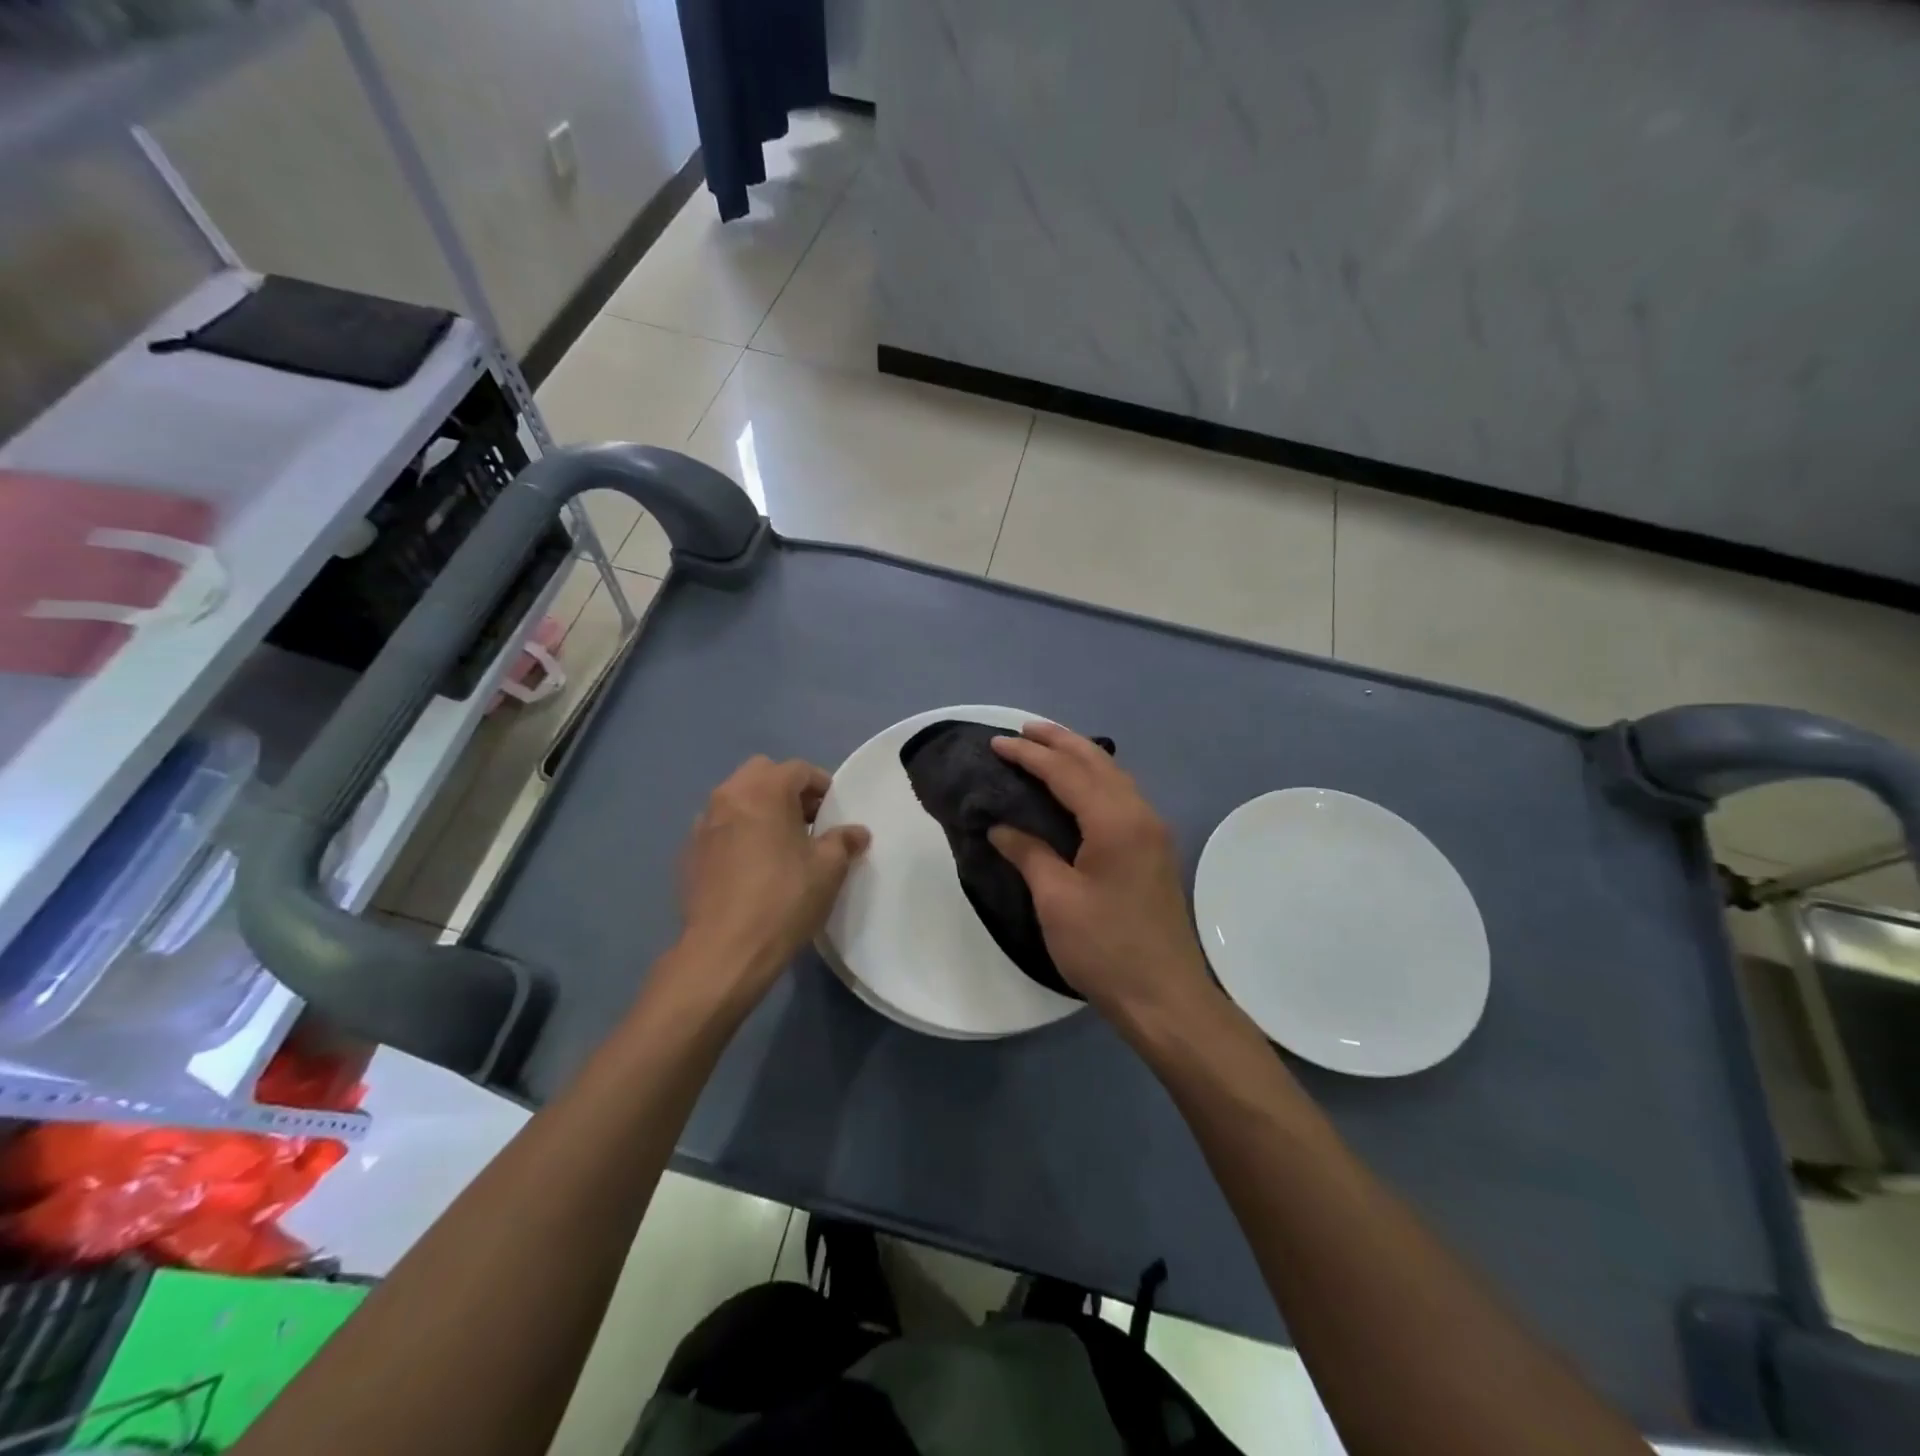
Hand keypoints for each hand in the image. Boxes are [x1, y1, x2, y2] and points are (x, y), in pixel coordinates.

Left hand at [667, 756, 869, 1014]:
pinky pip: (720, 827)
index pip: (798, 769)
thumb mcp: (828, 869)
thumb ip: (844, 841)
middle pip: (762, 774)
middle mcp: (728, 796)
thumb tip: (856, 832)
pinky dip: (738, 832)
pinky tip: (752, 866)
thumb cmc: (784, 900)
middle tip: (807, 821)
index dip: (822, 786)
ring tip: (780, 844)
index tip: (834, 812)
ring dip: (760, 809)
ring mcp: (703, 824)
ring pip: (736, 799)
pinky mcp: (688, 853)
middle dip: (787, 789)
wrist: (724, 951)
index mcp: (764, 790)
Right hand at [988, 723, 1213, 1030]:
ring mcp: (1153, 832)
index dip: (1030, 755)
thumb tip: (1001, 827)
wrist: (1164, 996)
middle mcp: (1140, 815)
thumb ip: (1029, 853)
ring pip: (1114, 776)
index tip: (997, 743)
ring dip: (1080, 757)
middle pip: (1097, 762)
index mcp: (1116, 822)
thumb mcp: (1056, 900)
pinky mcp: (1155, 850)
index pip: (1067, 772)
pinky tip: (1079, 787)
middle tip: (1023, 730)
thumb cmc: (1105, 948)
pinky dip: (1095, 779)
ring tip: (1048, 747)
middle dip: (1059, 741)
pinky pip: (1122, 795)